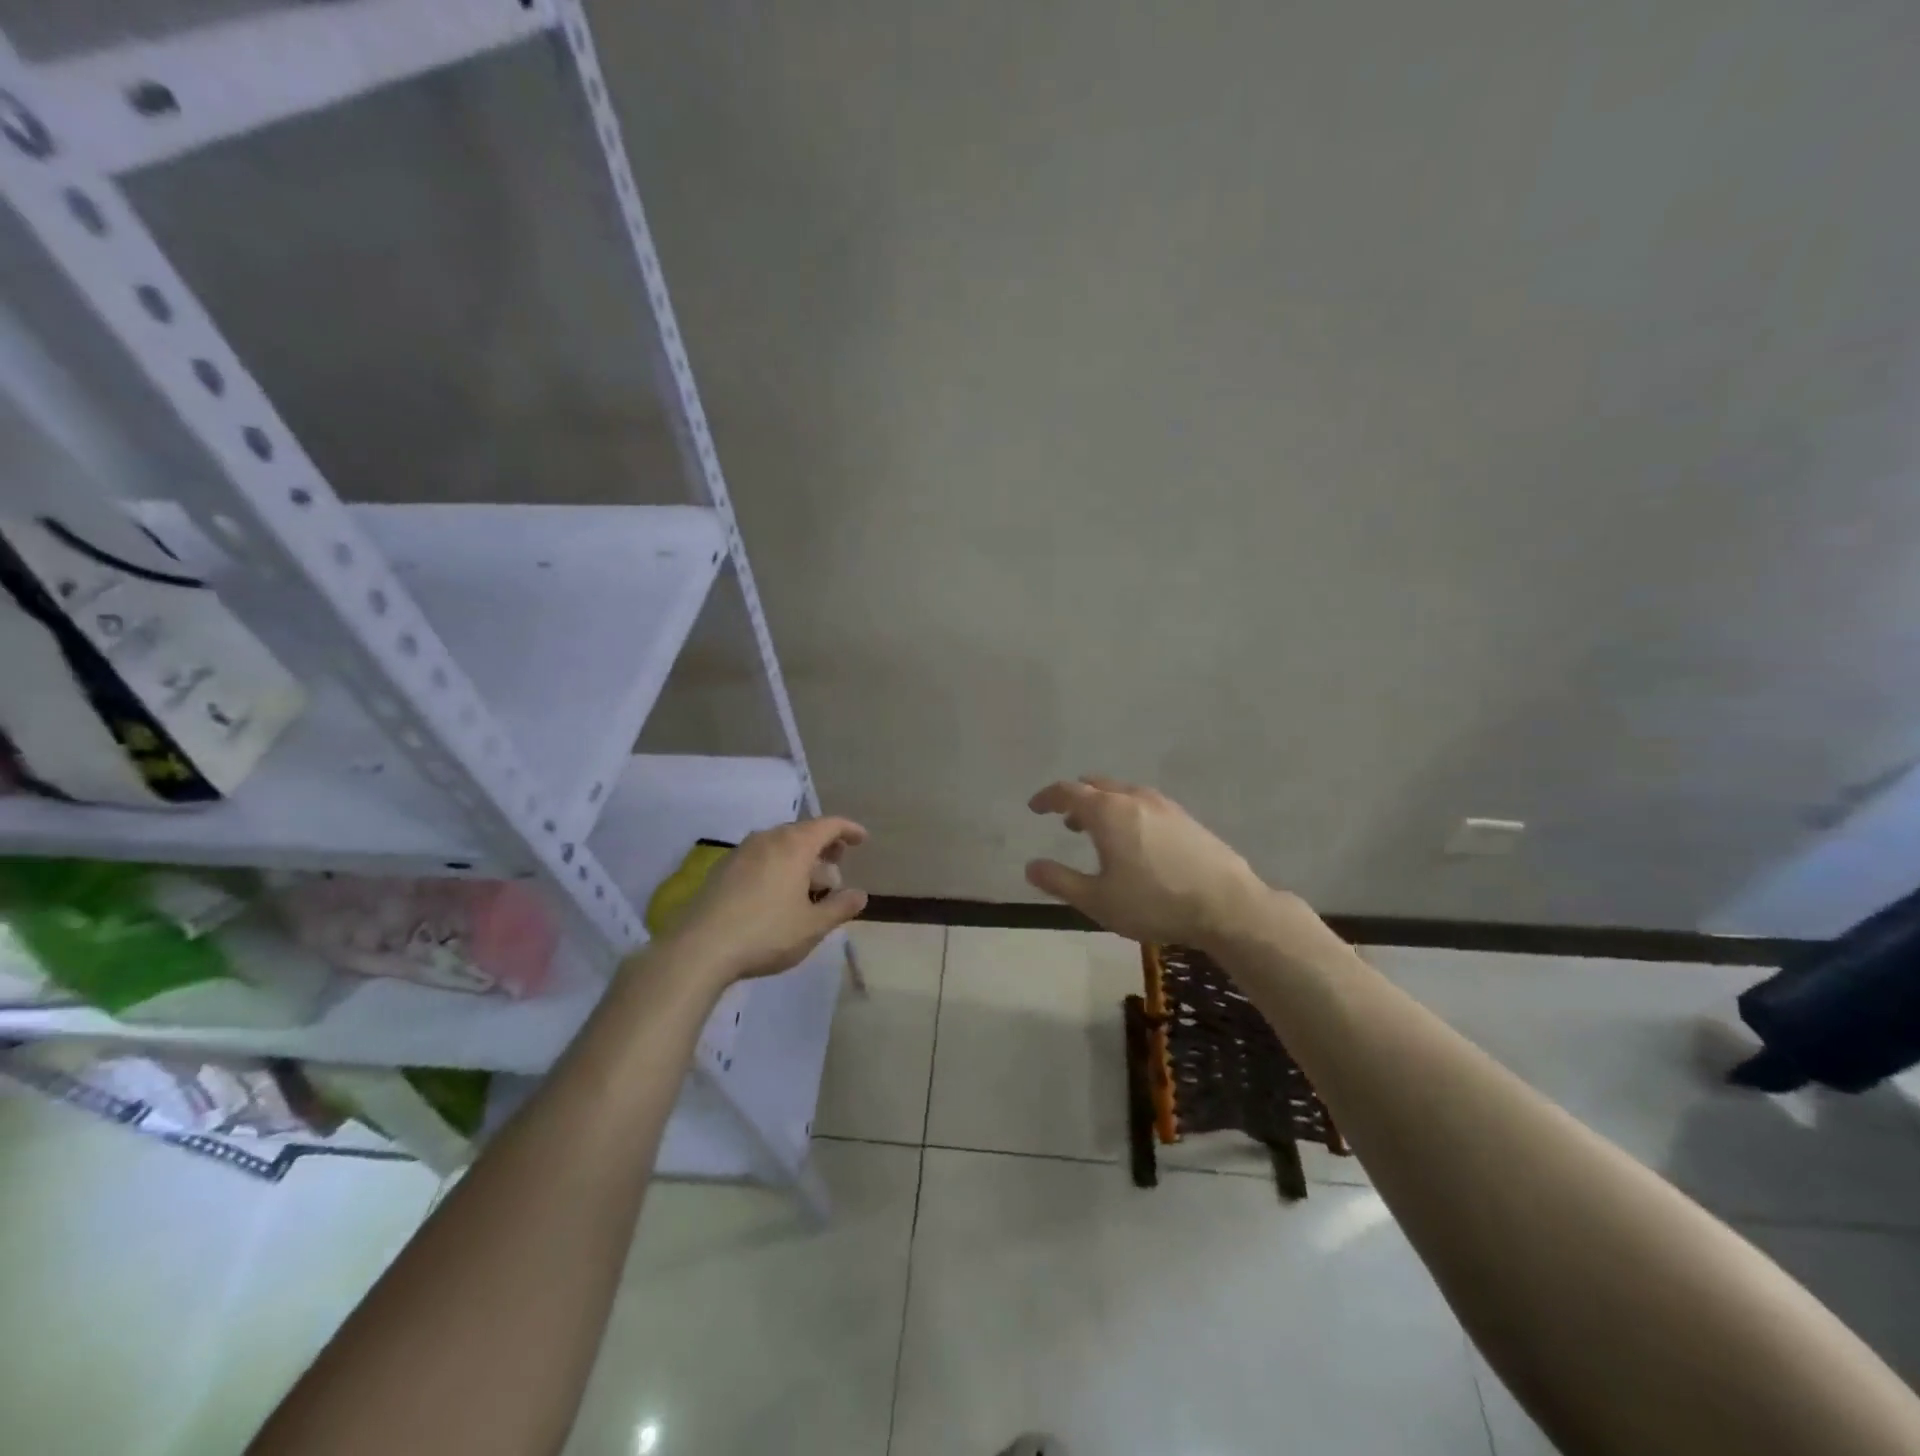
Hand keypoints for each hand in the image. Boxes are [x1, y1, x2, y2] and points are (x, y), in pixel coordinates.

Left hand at [655, 817, 868, 982]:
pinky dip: (777, 862)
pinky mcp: (722, 868)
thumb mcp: (812, 926)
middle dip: (824, 843)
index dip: (848, 830)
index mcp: (794, 846)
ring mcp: (741, 851)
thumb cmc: (766, 933)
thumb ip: (840, 907)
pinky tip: (776, 889)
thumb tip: (860, 895)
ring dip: (799, 854)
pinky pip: (760, 855)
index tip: (862, 840)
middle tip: (837, 862)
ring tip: (808, 879)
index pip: (828, 825)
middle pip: (802, 831)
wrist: (700, 948)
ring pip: (779, 842)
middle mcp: (768, 839)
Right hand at [1025, 776, 1273, 946]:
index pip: (1068, 792)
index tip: (1035, 807)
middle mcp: (1134, 798)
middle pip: (1097, 785)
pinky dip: (1128, 811)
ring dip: (1104, 805)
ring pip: (1123, 793)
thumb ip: (1060, 881)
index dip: (1047, 797)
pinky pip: (1145, 803)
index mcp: (1107, 812)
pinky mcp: (1186, 818)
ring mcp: (1164, 805)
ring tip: (1098, 831)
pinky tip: (1136, 839)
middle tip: (1065, 819)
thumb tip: (1031, 866)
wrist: (1227, 905)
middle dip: (1076, 798)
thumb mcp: (1097, 900)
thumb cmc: (1154, 902)